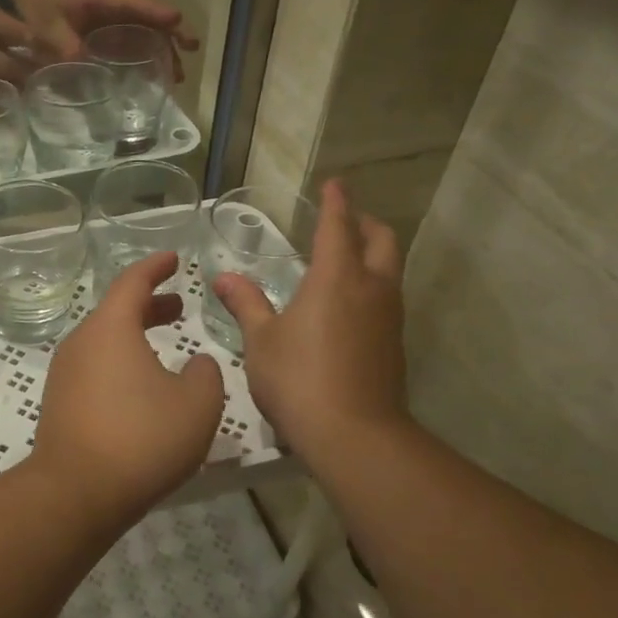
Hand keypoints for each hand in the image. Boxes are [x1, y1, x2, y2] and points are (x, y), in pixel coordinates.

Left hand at [14, 0, 199, 74]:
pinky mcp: (113, 36)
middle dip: (172, 36)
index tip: (176, 20)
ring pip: (149, 35)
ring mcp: (118, 22)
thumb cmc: (42, 3)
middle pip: (152, 20)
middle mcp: (118, 9)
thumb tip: (81, 62)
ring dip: (165, 54)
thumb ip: (63, 41)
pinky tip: (156, 80)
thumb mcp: (47, 22)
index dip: (156, 12)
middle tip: (190, 54)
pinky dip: (149, 60)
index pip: (136, 4)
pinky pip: (136, 46)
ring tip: (177, 78)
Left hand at [30, 251, 224, 522]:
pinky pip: (95, 370)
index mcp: (110, 328)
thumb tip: (196, 364)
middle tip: (178, 307)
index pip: (133, 282)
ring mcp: (64, 375)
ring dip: (135, 338)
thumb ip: (206, 373)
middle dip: (149, 305)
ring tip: (164, 349)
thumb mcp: (197, 403)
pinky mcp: (59, 405)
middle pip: (116, 312)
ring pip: (104, 343)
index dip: (156, 267)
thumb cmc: (142, 438)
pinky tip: (141, 390)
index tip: (173, 259)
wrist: (76, 493)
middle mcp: (81, 343)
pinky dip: (121, 365)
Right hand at [210, 180, 407, 459]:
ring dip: (372, 254)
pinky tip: (349, 305)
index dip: (336, 202)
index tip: (334, 183)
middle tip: (343, 220)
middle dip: (364, 222)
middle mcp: (372, 288)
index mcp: (337, 278)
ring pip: (390, 269)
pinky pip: (387, 298)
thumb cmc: (298, 379)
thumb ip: (246, 304)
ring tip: (345, 259)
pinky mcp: (394, 344)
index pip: (339, 226)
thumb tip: (224, 278)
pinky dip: (372, 285)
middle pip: (381, 240)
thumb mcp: (261, 341)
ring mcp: (389, 317)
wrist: (353, 434)